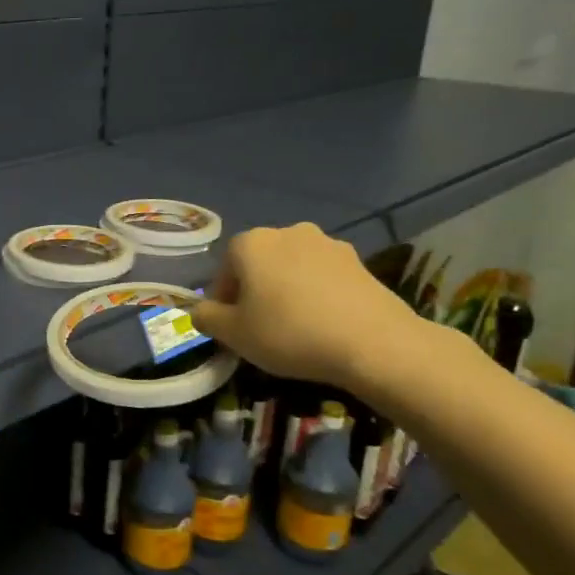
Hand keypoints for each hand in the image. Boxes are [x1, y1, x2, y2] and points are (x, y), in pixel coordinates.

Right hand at [192, 224, 424, 389]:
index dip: (224, 303)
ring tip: (296, 327)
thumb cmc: (290, 333)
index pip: (224, 272)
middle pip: (258, 265)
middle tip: (261, 328)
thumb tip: (200, 311)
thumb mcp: (233, 334)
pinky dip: (316, 294)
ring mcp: (326, 244)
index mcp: (250, 243)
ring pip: (291, 269)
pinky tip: (324, 323)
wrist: (374, 342)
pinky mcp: (358, 261)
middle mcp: (287, 232)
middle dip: (255, 292)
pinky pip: (322, 277)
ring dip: (286, 291)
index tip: (232, 330)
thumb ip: (207, 318)